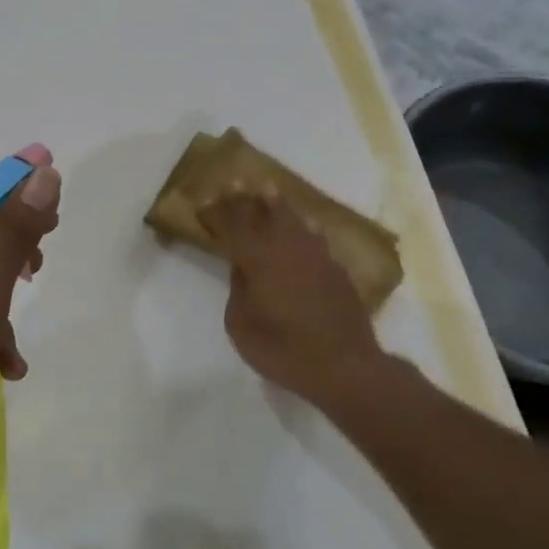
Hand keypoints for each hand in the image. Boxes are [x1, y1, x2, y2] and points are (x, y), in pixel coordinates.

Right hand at [197, 185, 389, 409]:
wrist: (345, 367)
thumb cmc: (283, 350)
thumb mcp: (241, 325)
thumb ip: (238, 290)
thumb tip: (241, 268)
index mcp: (258, 260)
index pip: (232, 228)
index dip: (216, 213)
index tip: (204, 202)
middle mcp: (286, 249)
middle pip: (262, 216)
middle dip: (244, 199)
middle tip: (233, 182)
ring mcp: (315, 257)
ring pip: (293, 221)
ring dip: (277, 205)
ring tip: (268, 188)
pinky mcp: (336, 270)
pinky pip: (316, 238)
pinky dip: (306, 227)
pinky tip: (307, 223)